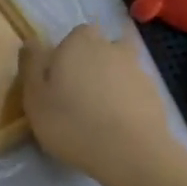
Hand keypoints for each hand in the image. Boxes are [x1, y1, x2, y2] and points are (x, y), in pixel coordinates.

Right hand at [18, 25, 186, 185]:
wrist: (131, 152)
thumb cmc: (71, 121)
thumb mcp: (35, 96)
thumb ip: (31, 65)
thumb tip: (32, 41)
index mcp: (79, 43)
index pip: (76, 33)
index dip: (68, 52)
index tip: (59, 76)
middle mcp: (111, 48)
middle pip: (101, 48)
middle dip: (92, 64)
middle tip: (78, 94)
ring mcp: (138, 70)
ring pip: (120, 68)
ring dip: (111, 83)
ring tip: (99, 113)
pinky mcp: (155, 95)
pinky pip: (135, 91)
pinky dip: (127, 101)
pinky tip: (118, 125)